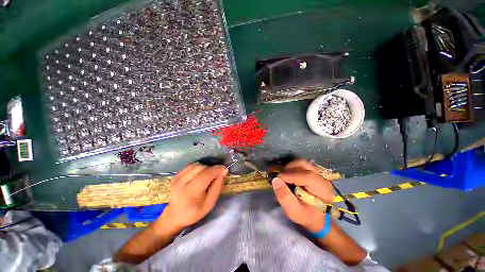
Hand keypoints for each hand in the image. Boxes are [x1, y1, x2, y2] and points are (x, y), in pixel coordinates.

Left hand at [161, 164, 227, 229]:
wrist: (175, 215)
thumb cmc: (194, 212)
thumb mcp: (210, 204)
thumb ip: (218, 187)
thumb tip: (224, 171)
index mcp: (190, 193)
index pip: (205, 175)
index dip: (216, 170)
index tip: (224, 169)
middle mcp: (181, 183)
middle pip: (201, 168)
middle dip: (211, 169)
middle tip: (215, 176)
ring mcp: (177, 178)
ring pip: (196, 165)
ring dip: (205, 168)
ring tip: (207, 176)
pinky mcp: (176, 175)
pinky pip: (191, 166)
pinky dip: (198, 167)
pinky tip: (199, 175)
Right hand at [272, 159, 335, 231]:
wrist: (317, 217)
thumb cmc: (305, 216)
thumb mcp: (293, 211)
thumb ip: (284, 197)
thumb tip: (275, 180)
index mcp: (323, 192)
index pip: (308, 177)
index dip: (291, 176)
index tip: (278, 178)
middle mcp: (323, 180)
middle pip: (304, 166)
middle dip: (289, 169)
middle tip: (281, 177)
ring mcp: (319, 174)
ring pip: (303, 163)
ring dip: (291, 167)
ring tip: (285, 176)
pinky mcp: (315, 172)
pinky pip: (302, 164)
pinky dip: (293, 167)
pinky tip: (290, 175)